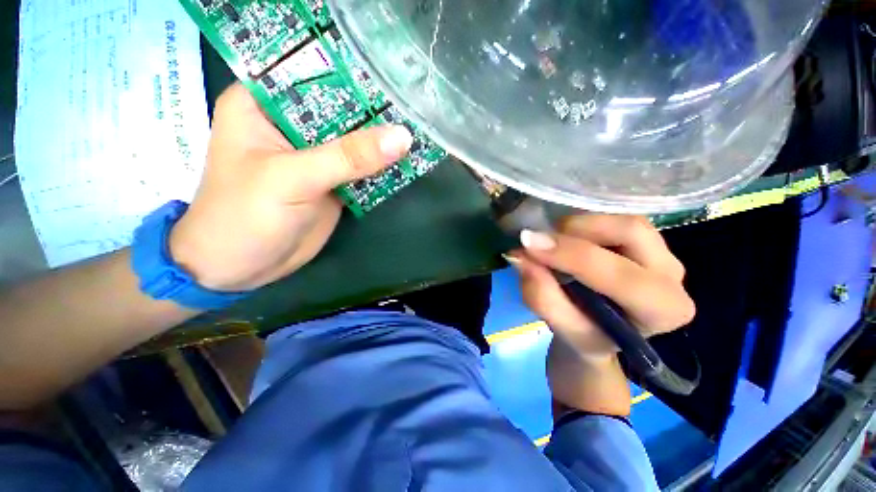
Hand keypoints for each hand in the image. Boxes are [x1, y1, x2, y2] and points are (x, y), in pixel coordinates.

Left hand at [170, 84, 412, 291]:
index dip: (353, 73)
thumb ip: (348, 156)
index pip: (314, 74)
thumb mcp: (294, 178)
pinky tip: (408, 159)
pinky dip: (383, 166)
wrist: (243, 267)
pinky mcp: (332, 181)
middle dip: (376, 110)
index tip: (393, 74)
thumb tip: (402, 137)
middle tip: (415, 103)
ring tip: (419, 127)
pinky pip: (363, 167)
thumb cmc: (245, 215)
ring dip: (383, 140)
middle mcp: (292, 124)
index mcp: (264, 104)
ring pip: (356, 140)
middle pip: (342, 108)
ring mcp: (315, 155)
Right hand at [507, 214, 694, 359]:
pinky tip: (567, 237)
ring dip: (580, 225)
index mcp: (662, 310)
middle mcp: (672, 276)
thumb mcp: (561, 327)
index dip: (570, 255)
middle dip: (577, 231)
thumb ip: (542, 297)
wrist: (601, 330)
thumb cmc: (585, 333)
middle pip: (630, 232)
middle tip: (540, 239)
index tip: (528, 244)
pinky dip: (584, 222)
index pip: (621, 276)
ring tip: (553, 241)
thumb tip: (520, 257)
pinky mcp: (647, 238)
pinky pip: (616, 217)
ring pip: (624, 219)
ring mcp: (663, 251)